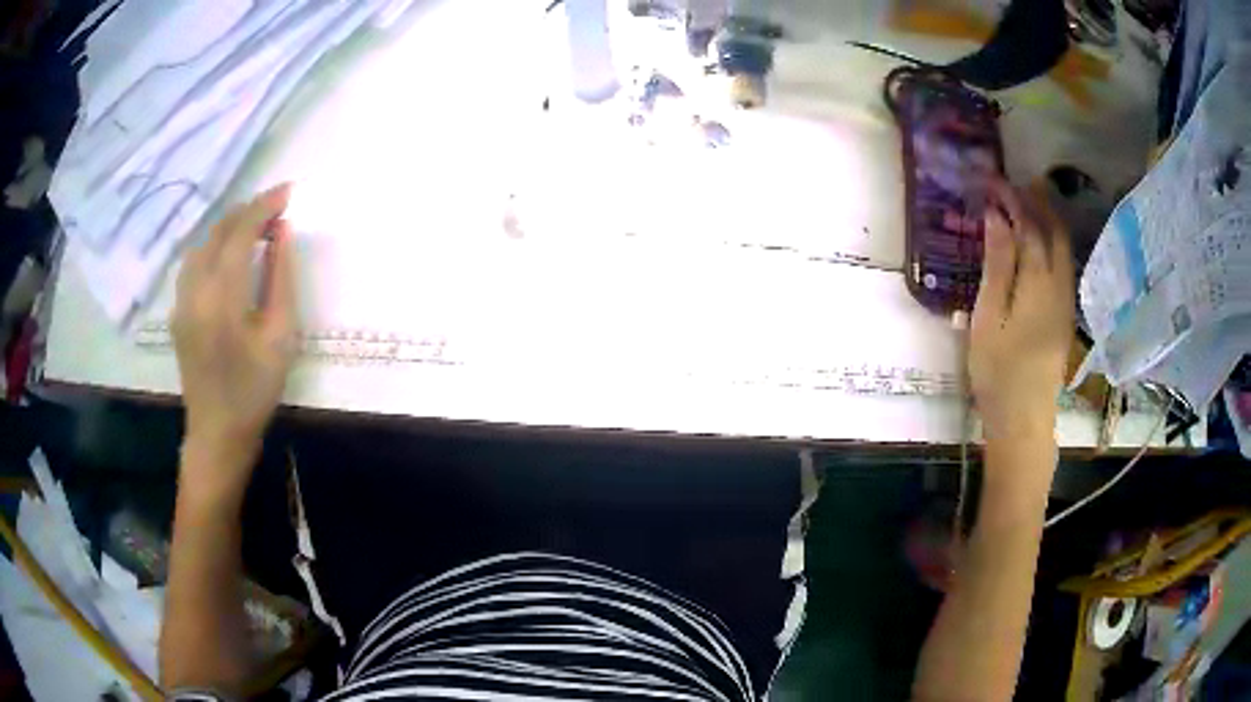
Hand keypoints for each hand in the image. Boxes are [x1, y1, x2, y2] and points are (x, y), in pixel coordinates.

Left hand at [172, 184, 298, 491]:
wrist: (217, 433)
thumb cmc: (255, 391)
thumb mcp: (281, 338)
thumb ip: (281, 279)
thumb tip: (282, 233)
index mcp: (222, 297)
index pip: (241, 232)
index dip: (265, 206)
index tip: (288, 191)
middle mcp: (195, 290)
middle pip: (218, 232)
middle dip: (248, 212)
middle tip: (276, 209)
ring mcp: (181, 300)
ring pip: (202, 244)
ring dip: (229, 228)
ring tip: (254, 229)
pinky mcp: (177, 311)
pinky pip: (193, 263)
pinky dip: (214, 247)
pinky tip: (228, 257)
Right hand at [970, 182, 1074, 439]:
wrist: (1023, 419)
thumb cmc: (998, 371)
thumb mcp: (988, 317)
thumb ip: (997, 265)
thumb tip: (996, 217)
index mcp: (1039, 283)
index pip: (1029, 226)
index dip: (1012, 199)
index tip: (992, 180)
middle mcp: (1060, 285)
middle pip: (1055, 231)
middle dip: (1037, 201)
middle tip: (1013, 184)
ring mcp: (1066, 301)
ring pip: (1063, 247)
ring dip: (1046, 219)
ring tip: (1024, 203)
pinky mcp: (1065, 314)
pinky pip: (1063, 264)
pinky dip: (1051, 241)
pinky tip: (1037, 242)